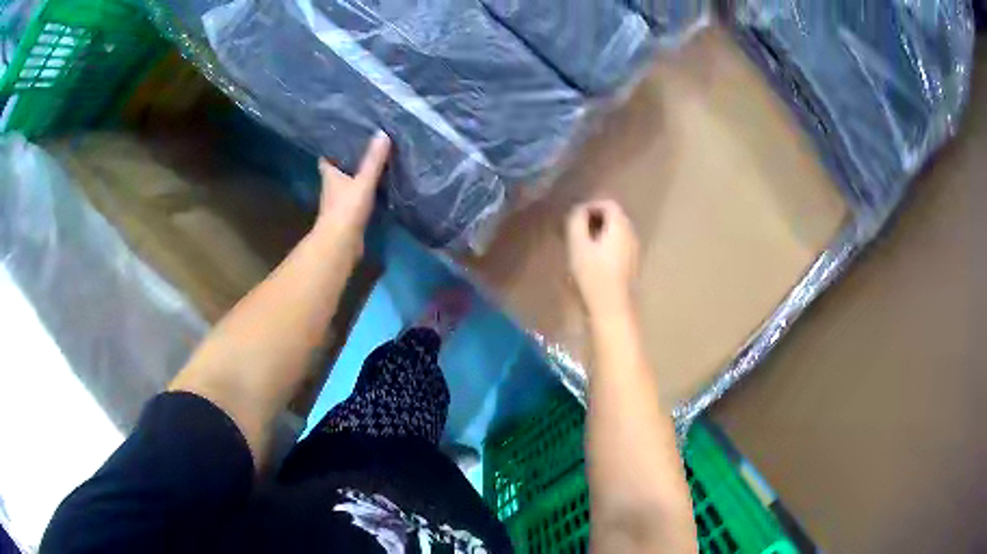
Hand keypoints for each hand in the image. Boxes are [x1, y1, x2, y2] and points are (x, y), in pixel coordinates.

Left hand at [314, 131, 390, 252]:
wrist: (341, 244)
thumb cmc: (347, 209)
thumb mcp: (363, 181)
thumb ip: (373, 160)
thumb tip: (382, 133)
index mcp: (330, 176)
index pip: (326, 159)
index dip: (331, 149)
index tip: (339, 139)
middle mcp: (330, 189)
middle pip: (336, 172)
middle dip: (345, 162)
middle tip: (361, 148)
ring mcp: (338, 204)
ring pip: (346, 186)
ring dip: (354, 178)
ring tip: (371, 165)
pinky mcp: (347, 218)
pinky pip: (355, 199)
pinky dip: (362, 193)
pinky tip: (375, 189)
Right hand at [566, 199, 639, 318]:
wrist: (613, 311)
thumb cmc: (593, 276)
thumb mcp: (578, 246)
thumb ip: (576, 222)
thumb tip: (578, 211)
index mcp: (620, 226)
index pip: (608, 204)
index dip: (589, 206)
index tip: (573, 219)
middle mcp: (632, 235)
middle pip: (614, 218)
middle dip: (593, 220)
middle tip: (574, 232)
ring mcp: (634, 252)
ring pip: (616, 234)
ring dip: (599, 235)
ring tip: (580, 247)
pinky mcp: (632, 267)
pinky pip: (618, 247)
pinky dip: (605, 247)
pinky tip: (592, 262)